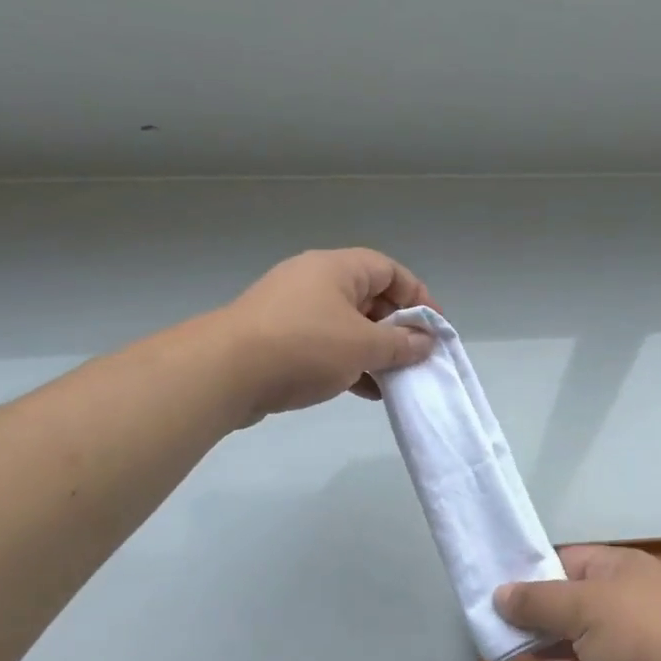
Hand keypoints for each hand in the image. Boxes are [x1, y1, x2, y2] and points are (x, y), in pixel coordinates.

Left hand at [215, 249, 437, 422]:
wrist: (226, 373)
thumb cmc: (305, 346)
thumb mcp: (364, 346)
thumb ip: (401, 344)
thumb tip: (426, 342)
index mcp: (337, 269)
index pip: (390, 271)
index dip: (418, 297)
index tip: (435, 329)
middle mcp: (315, 281)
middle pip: (369, 298)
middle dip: (397, 328)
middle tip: (416, 356)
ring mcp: (294, 310)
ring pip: (348, 326)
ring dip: (374, 351)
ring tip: (395, 379)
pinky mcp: (279, 339)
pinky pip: (326, 345)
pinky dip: (349, 363)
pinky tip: (366, 391)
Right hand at [493, 546, 660, 660]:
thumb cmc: (645, 636)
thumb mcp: (585, 608)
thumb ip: (540, 601)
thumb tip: (500, 592)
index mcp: (618, 568)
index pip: (564, 560)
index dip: (530, 572)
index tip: (492, 589)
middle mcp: (625, 598)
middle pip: (570, 599)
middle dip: (533, 612)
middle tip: (491, 625)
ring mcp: (632, 640)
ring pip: (578, 636)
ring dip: (546, 643)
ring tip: (505, 650)